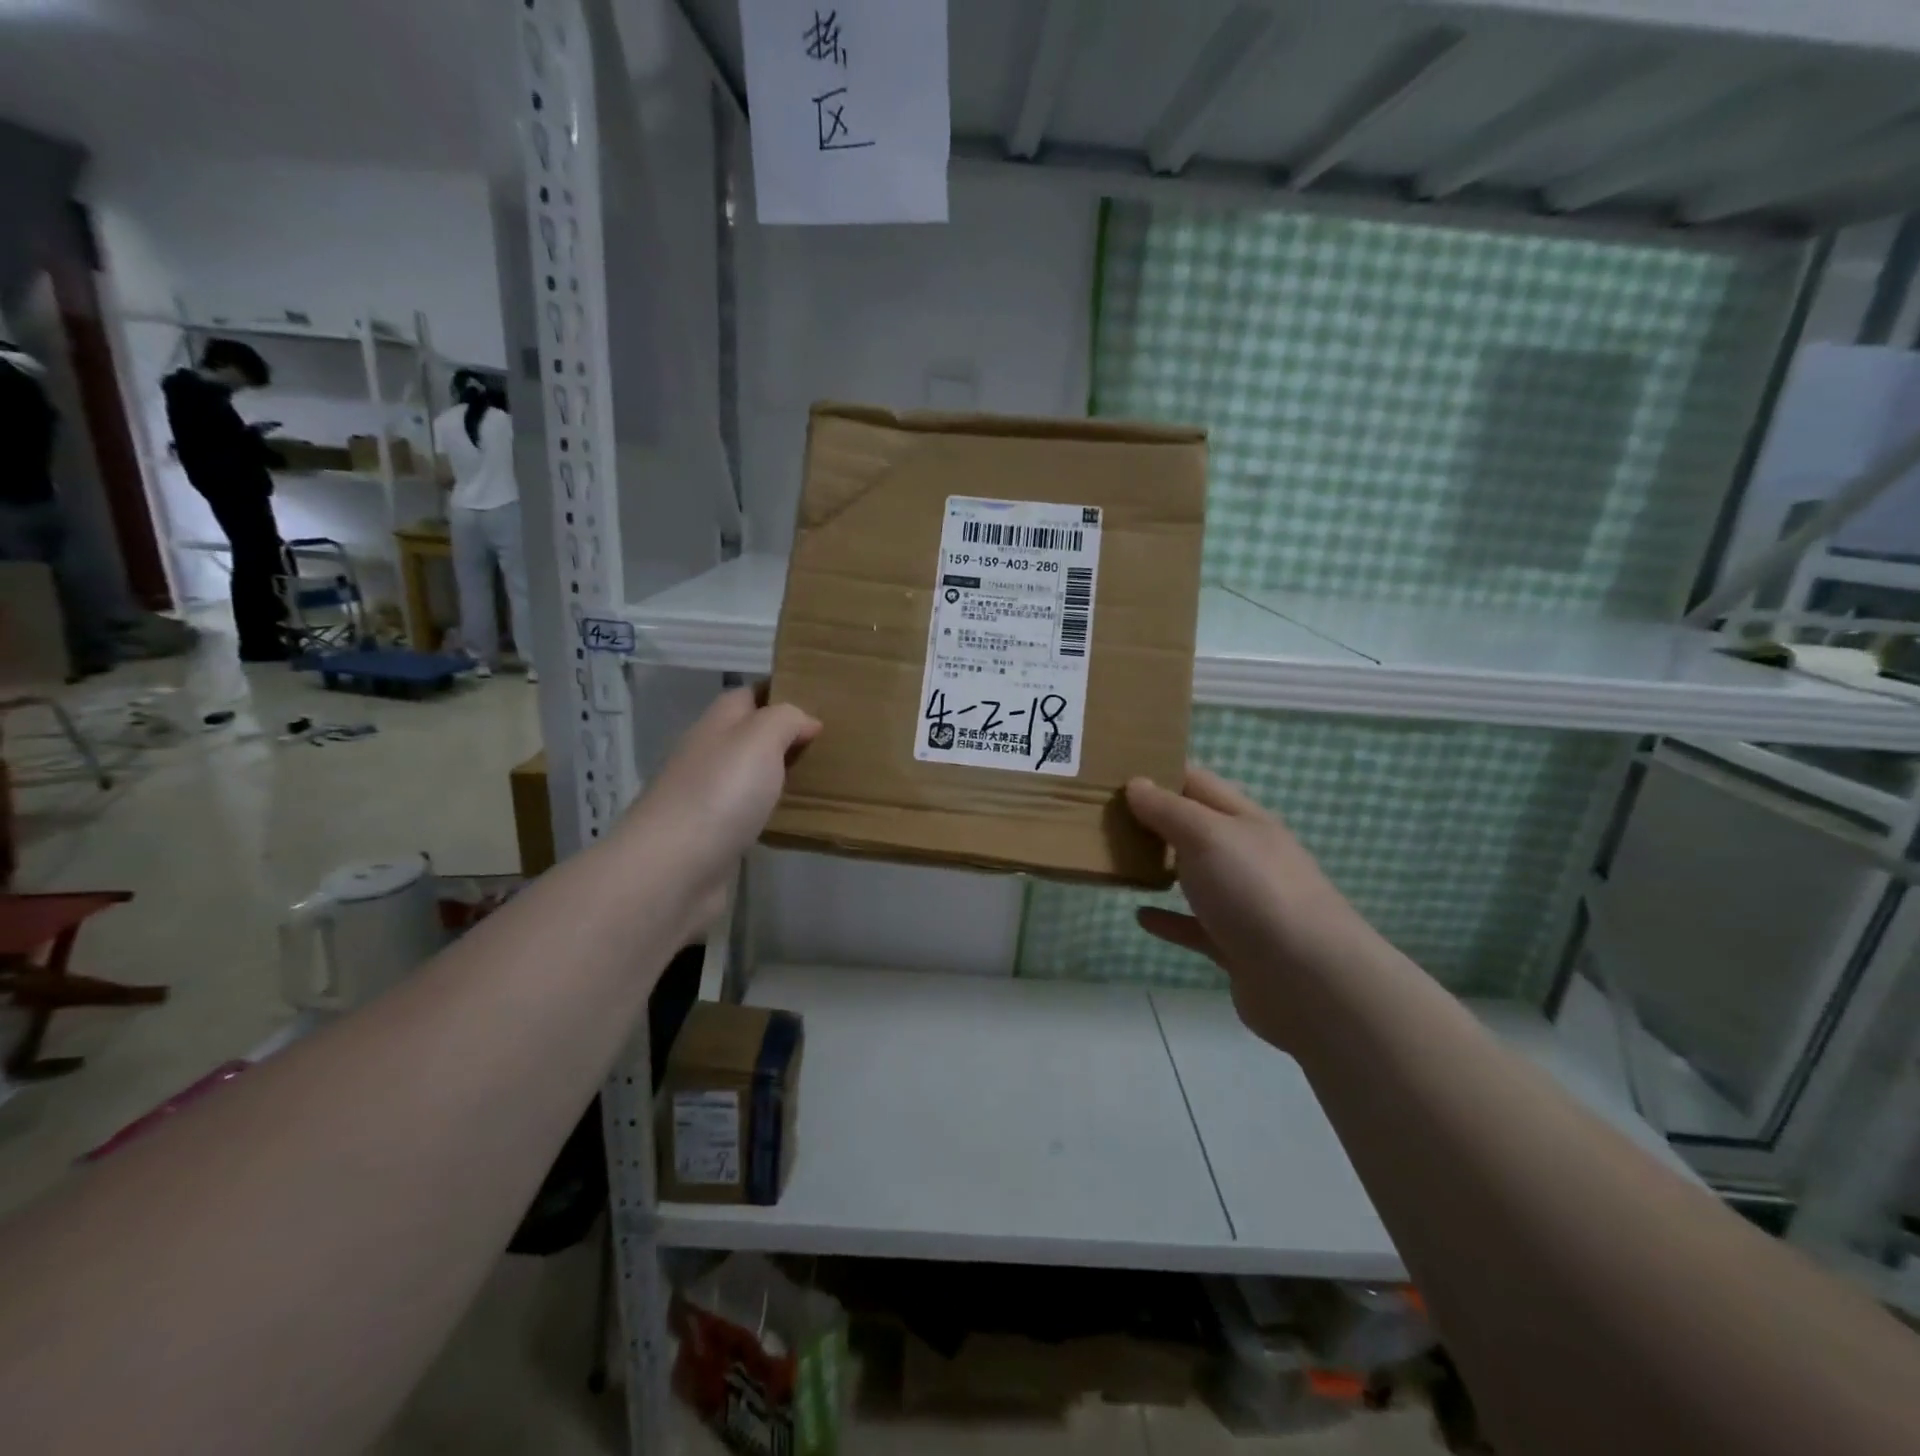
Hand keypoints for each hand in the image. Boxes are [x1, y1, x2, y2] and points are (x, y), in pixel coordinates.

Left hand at [617, 687, 818, 931]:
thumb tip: (806, 720)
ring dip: (777, 773)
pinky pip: (747, 812)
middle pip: (748, 735)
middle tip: (830, 741)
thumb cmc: (720, 793)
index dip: (779, 692)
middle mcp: (707, 756)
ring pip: (748, 774)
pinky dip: (769, 809)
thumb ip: (786, 719)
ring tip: (821, 776)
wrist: (673, 870)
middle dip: (784, 734)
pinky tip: (793, 816)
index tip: (819, 700)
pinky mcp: (712, 837)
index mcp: (715, 725)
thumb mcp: (760, 738)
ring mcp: (706, 798)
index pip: (747, 695)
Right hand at [1126, 767, 1381, 1051]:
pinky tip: (1140, 916)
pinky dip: (1168, 919)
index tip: (1115, 773)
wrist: (1310, 981)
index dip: (1160, 773)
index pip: (1198, 783)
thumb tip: (1136, 783)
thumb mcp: (1207, 836)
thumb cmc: (1255, 891)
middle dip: (1154, 820)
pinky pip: (1194, 926)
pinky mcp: (1236, 945)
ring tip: (1117, 860)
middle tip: (1104, 816)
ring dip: (1160, 867)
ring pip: (1194, 876)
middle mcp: (1246, 856)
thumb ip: (1169, 810)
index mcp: (1244, 820)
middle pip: (1195, 828)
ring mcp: (1244, 902)